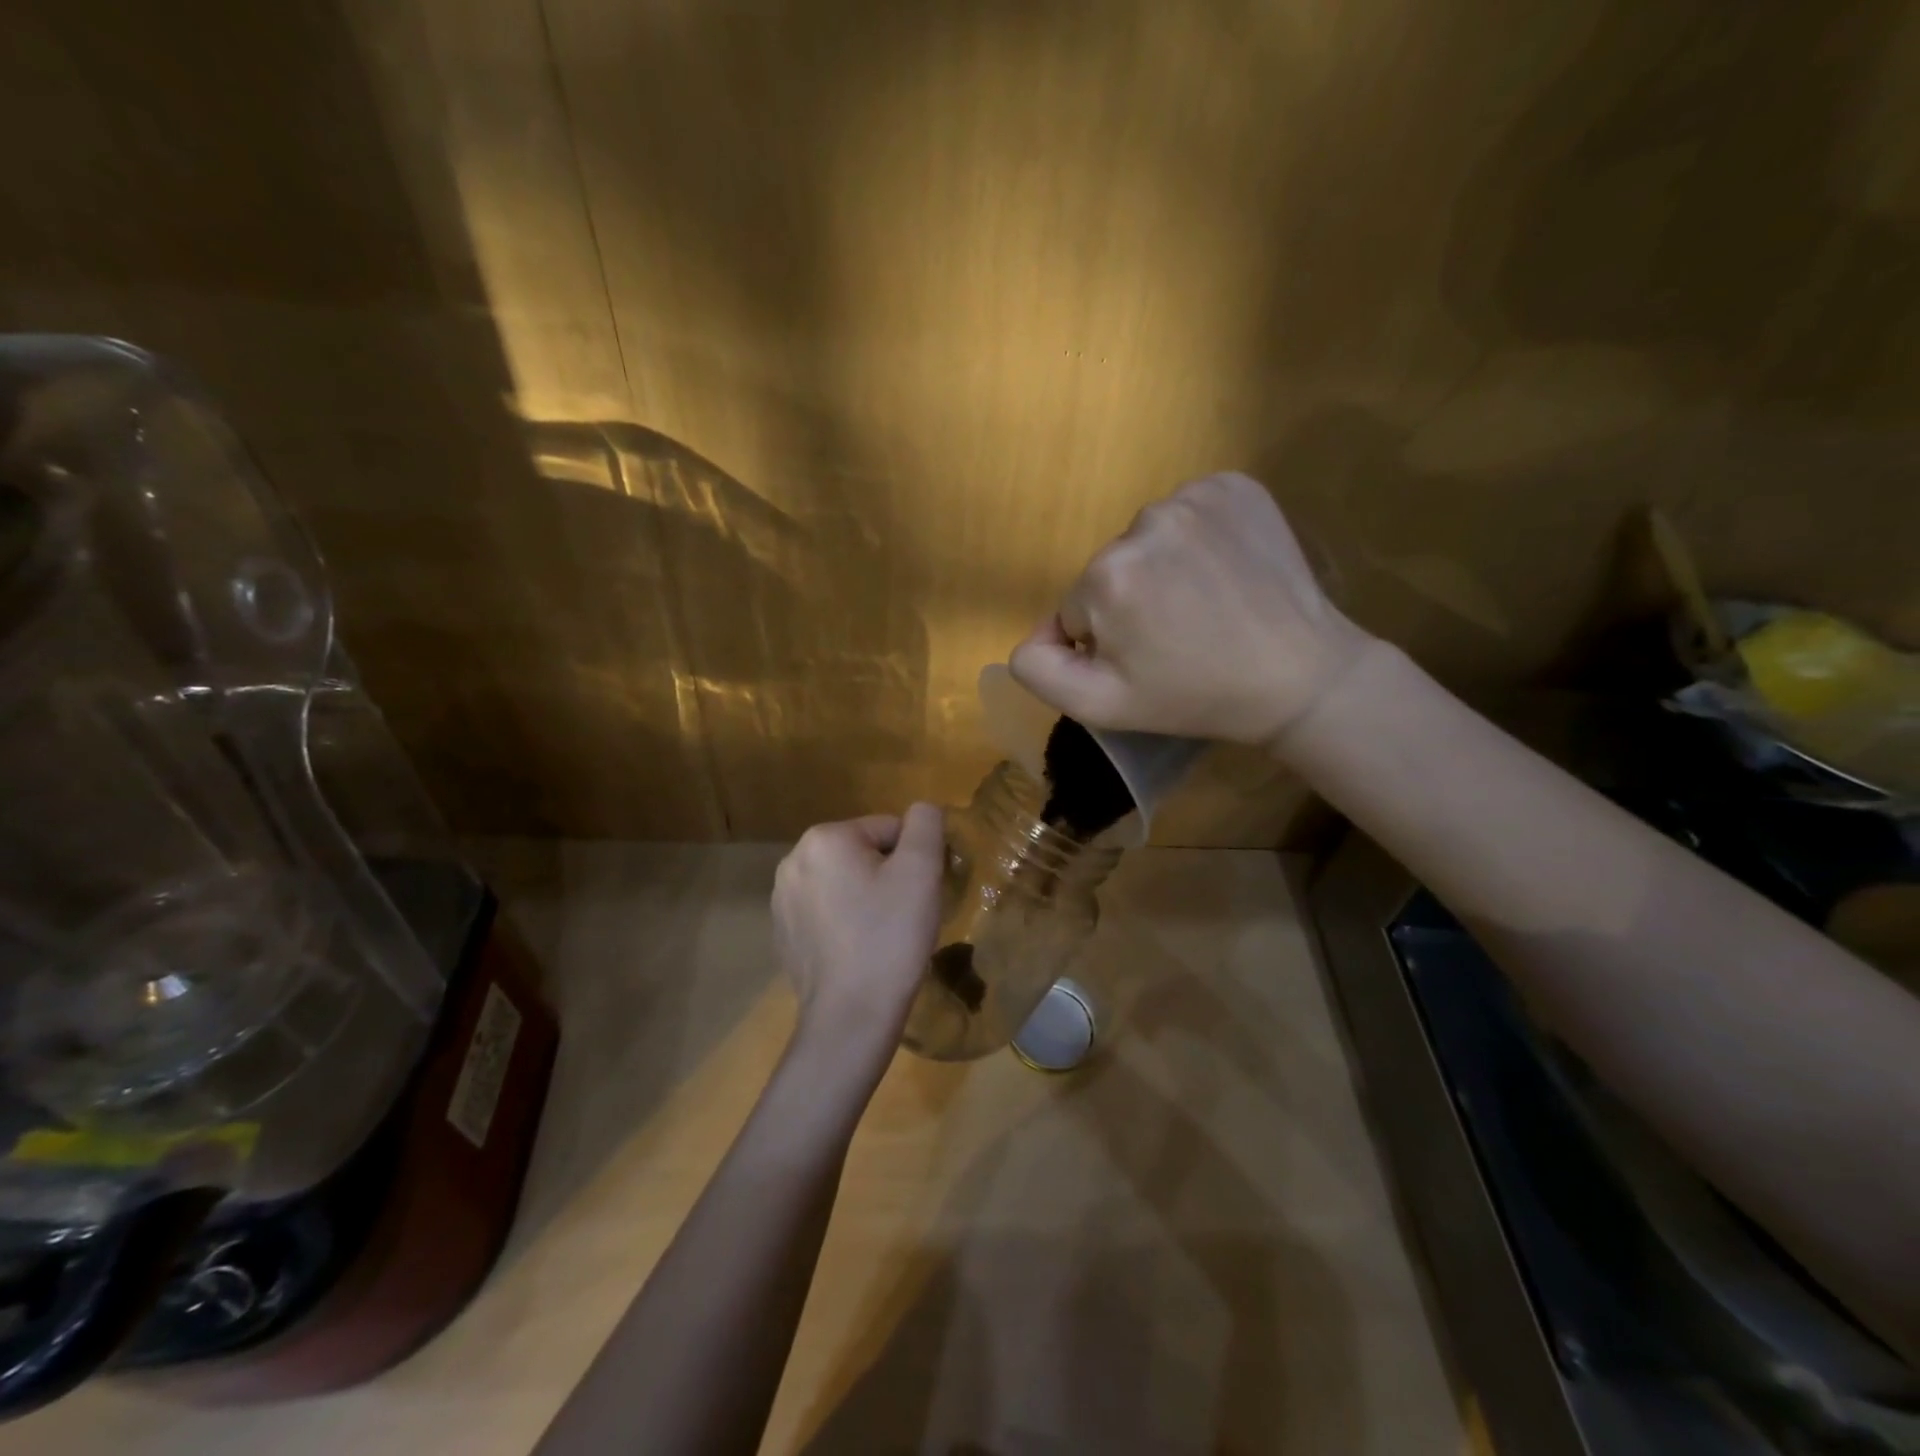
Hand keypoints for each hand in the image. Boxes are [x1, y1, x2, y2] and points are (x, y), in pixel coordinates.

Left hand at [772, 805, 945, 1062]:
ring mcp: (782, 899)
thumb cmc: (890, 937)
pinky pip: (826, 911)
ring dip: (867, 898)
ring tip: (883, 935)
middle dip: (888, 876)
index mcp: (824, 838)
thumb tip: (922, 810)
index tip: (920, 894)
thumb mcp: (921, 870)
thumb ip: (926, 824)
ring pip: (844, 882)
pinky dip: (846, 922)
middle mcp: (793, 860)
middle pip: (863, 853)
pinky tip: (859, 950)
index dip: (914, 859)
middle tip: (905, 915)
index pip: (889, 829)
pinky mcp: (783, 933)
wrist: (850, 1016)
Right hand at [1009, 472, 1372, 745]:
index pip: (1076, 609)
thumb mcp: (1101, 706)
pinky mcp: (1235, 485)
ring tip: (1206, 604)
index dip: (1105, 640)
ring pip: (1147, 540)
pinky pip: (1188, 511)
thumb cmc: (1194, 697)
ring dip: (1163, 568)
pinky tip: (1224, 571)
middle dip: (1131, 601)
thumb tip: (1032, 635)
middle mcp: (1143, 520)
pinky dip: (1198, 538)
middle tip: (1179, 635)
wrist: (1300, 675)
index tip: (1148, 658)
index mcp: (1106, 576)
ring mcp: (1194, 496)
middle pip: (1110, 569)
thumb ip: (1039, 669)